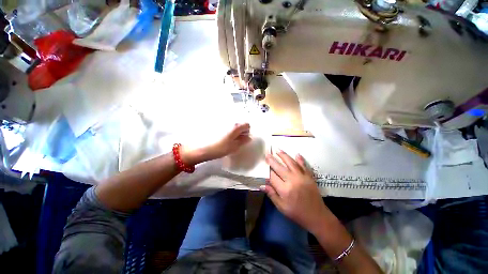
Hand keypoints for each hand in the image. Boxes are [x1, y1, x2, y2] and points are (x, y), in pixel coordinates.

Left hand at [181, 123, 250, 165]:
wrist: (198, 148)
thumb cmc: (218, 148)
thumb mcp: (233, 147)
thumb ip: (242, 141)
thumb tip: (248, 137)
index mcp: (235, 126)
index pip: (247, 124)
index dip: (246, 131)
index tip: (242, 138)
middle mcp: (228, 119)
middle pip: (239, 123)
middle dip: (239, 130)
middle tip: (234, 139)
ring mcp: (220, 119)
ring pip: (230, 123)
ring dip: (231, 129)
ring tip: (226, 138)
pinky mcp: (213, 121)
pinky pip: (223, 123)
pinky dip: (224, 128)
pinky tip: (218, 135)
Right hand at [262, 151, 331, 234]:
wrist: (317, 216)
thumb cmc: (297, 213)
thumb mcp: (282, 207)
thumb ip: (272, 194)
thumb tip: (262, 185)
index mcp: (284, 189)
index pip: (272, 176)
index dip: (267, 170)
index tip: (264, 165)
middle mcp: (292, 180)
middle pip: (279, 167)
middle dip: (272, 160)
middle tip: (267, 153)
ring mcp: (302, 177)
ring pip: (291, 163)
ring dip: (284, 155)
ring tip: (278, 149)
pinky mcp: (309, 176)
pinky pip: (303, 165)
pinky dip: (300, 159)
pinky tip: (297, 154)